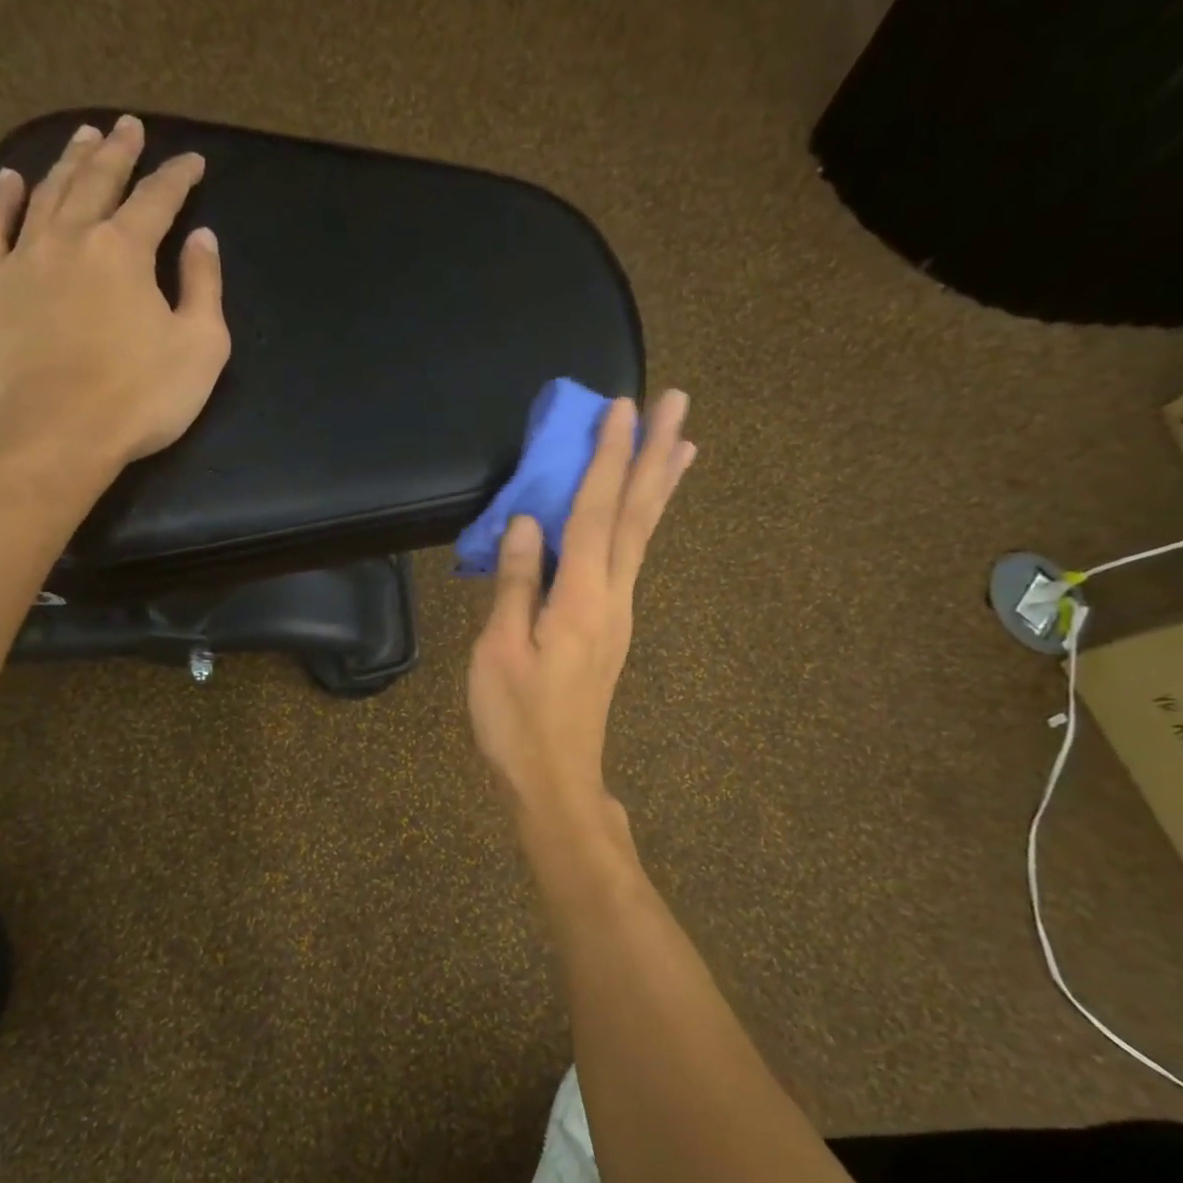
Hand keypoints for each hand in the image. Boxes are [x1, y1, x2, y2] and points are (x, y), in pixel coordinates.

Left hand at [0, 115, 231, 502]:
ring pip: (46, 193)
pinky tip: (11, 180)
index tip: (193, 162)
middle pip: (97, 181)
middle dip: (118, 152)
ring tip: (82, 137)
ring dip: (67, 162)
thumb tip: (202, 240)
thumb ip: (204, 288)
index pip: (157, 200)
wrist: (55, 433)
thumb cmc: (140, 396)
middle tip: (129, 126)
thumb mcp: (201, 347)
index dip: (178, 178)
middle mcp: (72, 237)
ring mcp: (23, 257)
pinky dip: (2, 198)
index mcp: (126, 251)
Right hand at [468, 391, 694, 824]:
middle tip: (678, 403)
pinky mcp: (611, 630)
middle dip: (655, 456)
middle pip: (638, 515)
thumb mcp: (500, 650)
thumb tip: (528, 523)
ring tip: (683, 444)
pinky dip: (643, 524)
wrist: (554, 779)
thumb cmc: (517, 718)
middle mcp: (613, 597)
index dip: (608, 457)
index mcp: (583, 597)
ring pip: (643, 537)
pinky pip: (631, 560)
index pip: (596, 512)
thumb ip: (516, 583)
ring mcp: (618, 614)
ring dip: (660, 486)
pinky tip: (643, 516)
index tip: (622, 407)